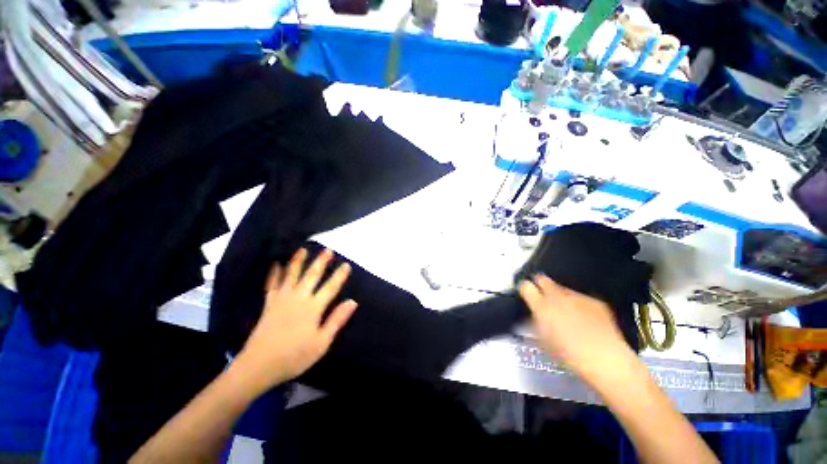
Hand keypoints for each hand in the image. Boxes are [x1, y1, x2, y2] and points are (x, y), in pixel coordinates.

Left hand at [232, 248, 357, 395]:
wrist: (258, 366)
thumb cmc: (294, 356)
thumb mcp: (321, 342)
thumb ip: (337, 320)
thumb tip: (353, 301)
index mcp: (313, 308)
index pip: (330, 287)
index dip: (339, 275)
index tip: (346, 264)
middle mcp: (299, 298)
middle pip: (312, 275)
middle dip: (321, 262)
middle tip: (327, 250)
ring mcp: (282, 299)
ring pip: (291, 275)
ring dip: (298, 261)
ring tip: (302, 249)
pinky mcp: (269, 303)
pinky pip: (272, 284)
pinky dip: (274, 273)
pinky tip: (275, 264)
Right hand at [518, 274, 634, 382]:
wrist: (605, 359)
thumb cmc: (568, 354)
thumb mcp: (543, 340)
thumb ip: (535, 322)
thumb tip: (534, 315)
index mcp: (541, 305)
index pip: (525, 286)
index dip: (524, 288)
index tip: (526, 293)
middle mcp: (557, 296)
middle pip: (542, 279)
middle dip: (540, 284)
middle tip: (542, 295)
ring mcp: (577, 296)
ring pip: (562, 288)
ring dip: (560, 295)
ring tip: (567, 311)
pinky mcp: (594, 301)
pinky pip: (581, 297)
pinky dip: (578, 304)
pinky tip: (584, 317)